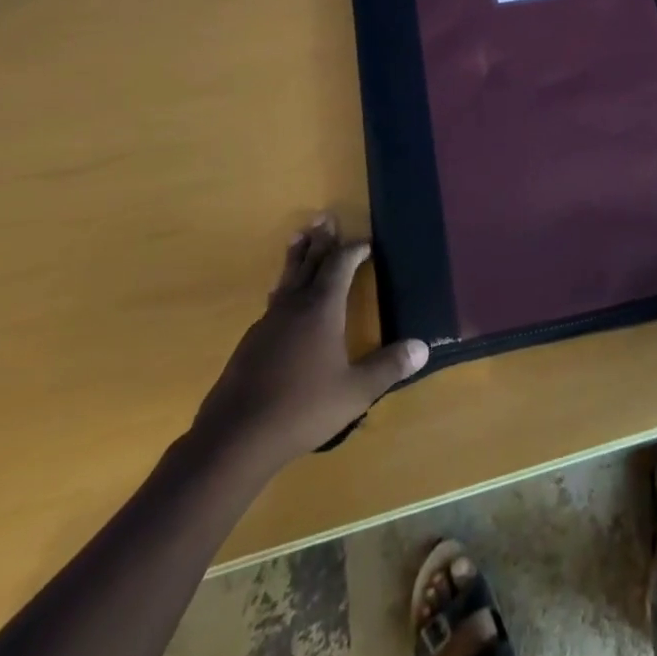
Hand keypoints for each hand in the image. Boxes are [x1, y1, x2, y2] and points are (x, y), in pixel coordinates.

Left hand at [193, 215, 426, 464]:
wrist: (234, 438)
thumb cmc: (302, 409)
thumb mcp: (355, 391)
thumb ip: (388, 367)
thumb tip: (423, 347)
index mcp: (321, 309)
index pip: (339, 265)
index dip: (353, 250)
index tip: (366, 243)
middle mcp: (294, 306)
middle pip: (309, 262)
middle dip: (321, 240)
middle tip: (325, 217)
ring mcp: (268, 323)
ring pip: (286, 279)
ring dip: (297, 257)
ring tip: (299, 238)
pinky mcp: (250, 343)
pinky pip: (274, 302)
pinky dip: (285, 287)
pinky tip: (282, 297)